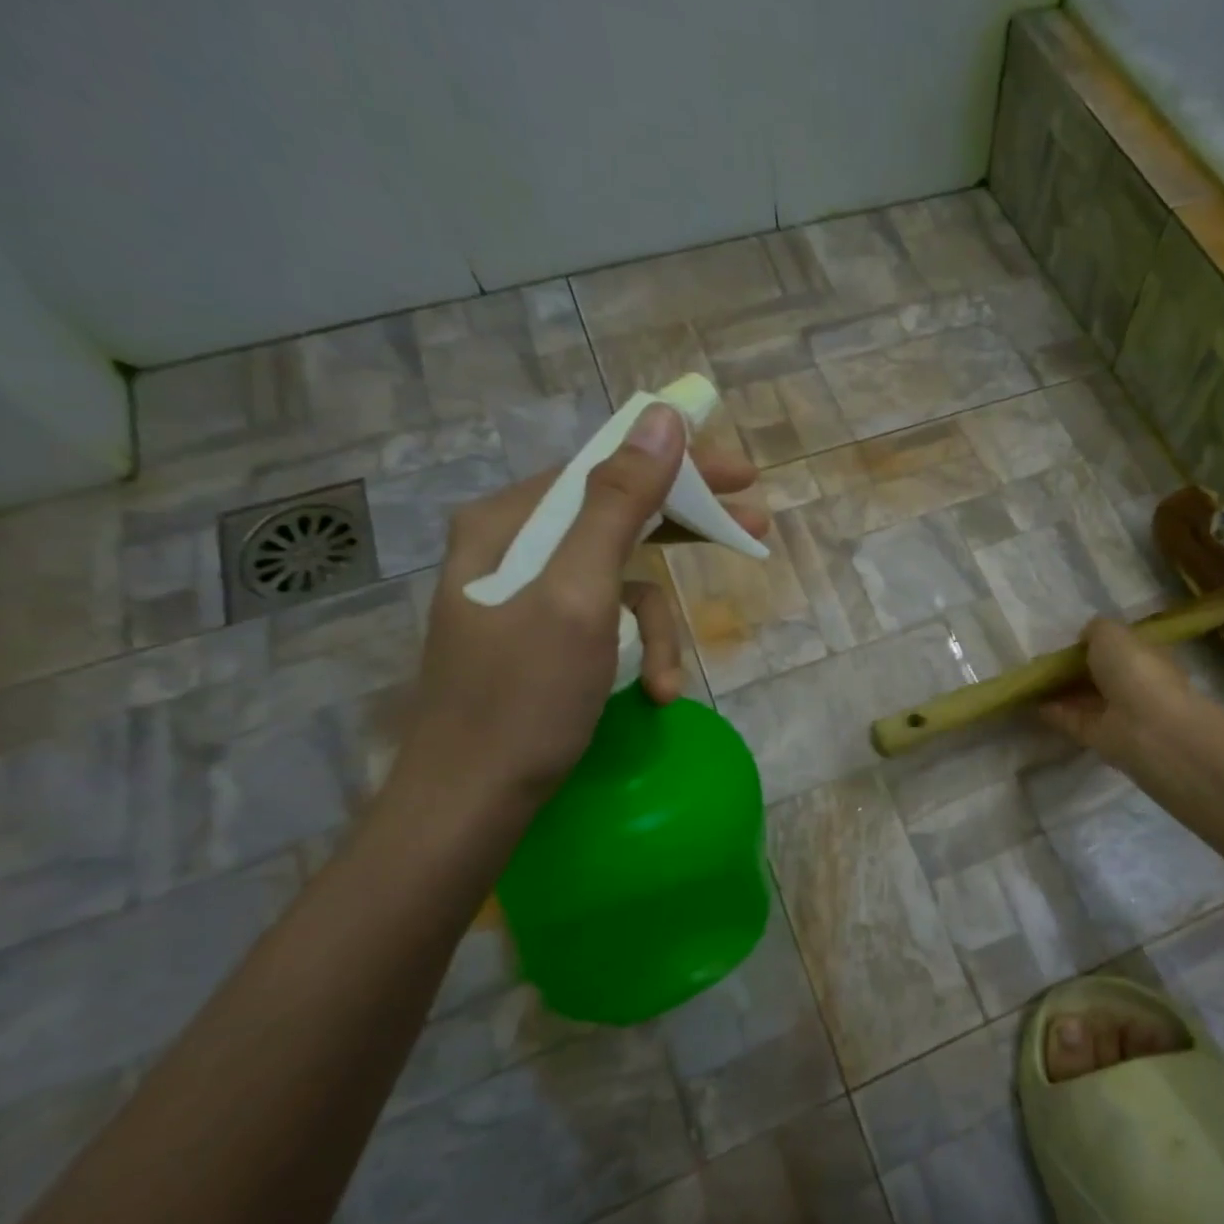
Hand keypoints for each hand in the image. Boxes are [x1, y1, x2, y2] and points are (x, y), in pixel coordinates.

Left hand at [392, 404, 768, 809]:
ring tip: (670, 680)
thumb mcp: (580, 594)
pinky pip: (609, 623)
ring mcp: (531, 595)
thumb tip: (662, 419)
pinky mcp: (547, 637)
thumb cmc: (523, 698)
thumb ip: (619, 504)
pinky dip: (638, 653)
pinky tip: (653, 692)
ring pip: (622, 580)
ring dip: (658, 627)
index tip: (742, 475)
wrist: (471, 803)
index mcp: (511, 522)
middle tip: (752, 530)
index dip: (678, 464)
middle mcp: (516, 547)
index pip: (606, 467)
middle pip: (618, 516)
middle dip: (685, 532)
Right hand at [1038, 617, 1194, 764]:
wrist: (1147, 726)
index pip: (1119, 648)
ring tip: (1030, 682)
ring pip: (1084, 698)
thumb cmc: (1135, 669)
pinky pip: (1072, 720)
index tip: (1068, 641)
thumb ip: (1095, 630)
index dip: (1095, 643)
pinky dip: (1053, 712)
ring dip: (1060, 691)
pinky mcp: (1099, 736)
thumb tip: (1085, 638)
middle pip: (1099, 674)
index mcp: (1145, 656)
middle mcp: (1133, 684)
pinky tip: (1031, 703)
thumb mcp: (1111, 633)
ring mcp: (1117, 712)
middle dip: (1073, 669)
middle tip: (1043, 662)